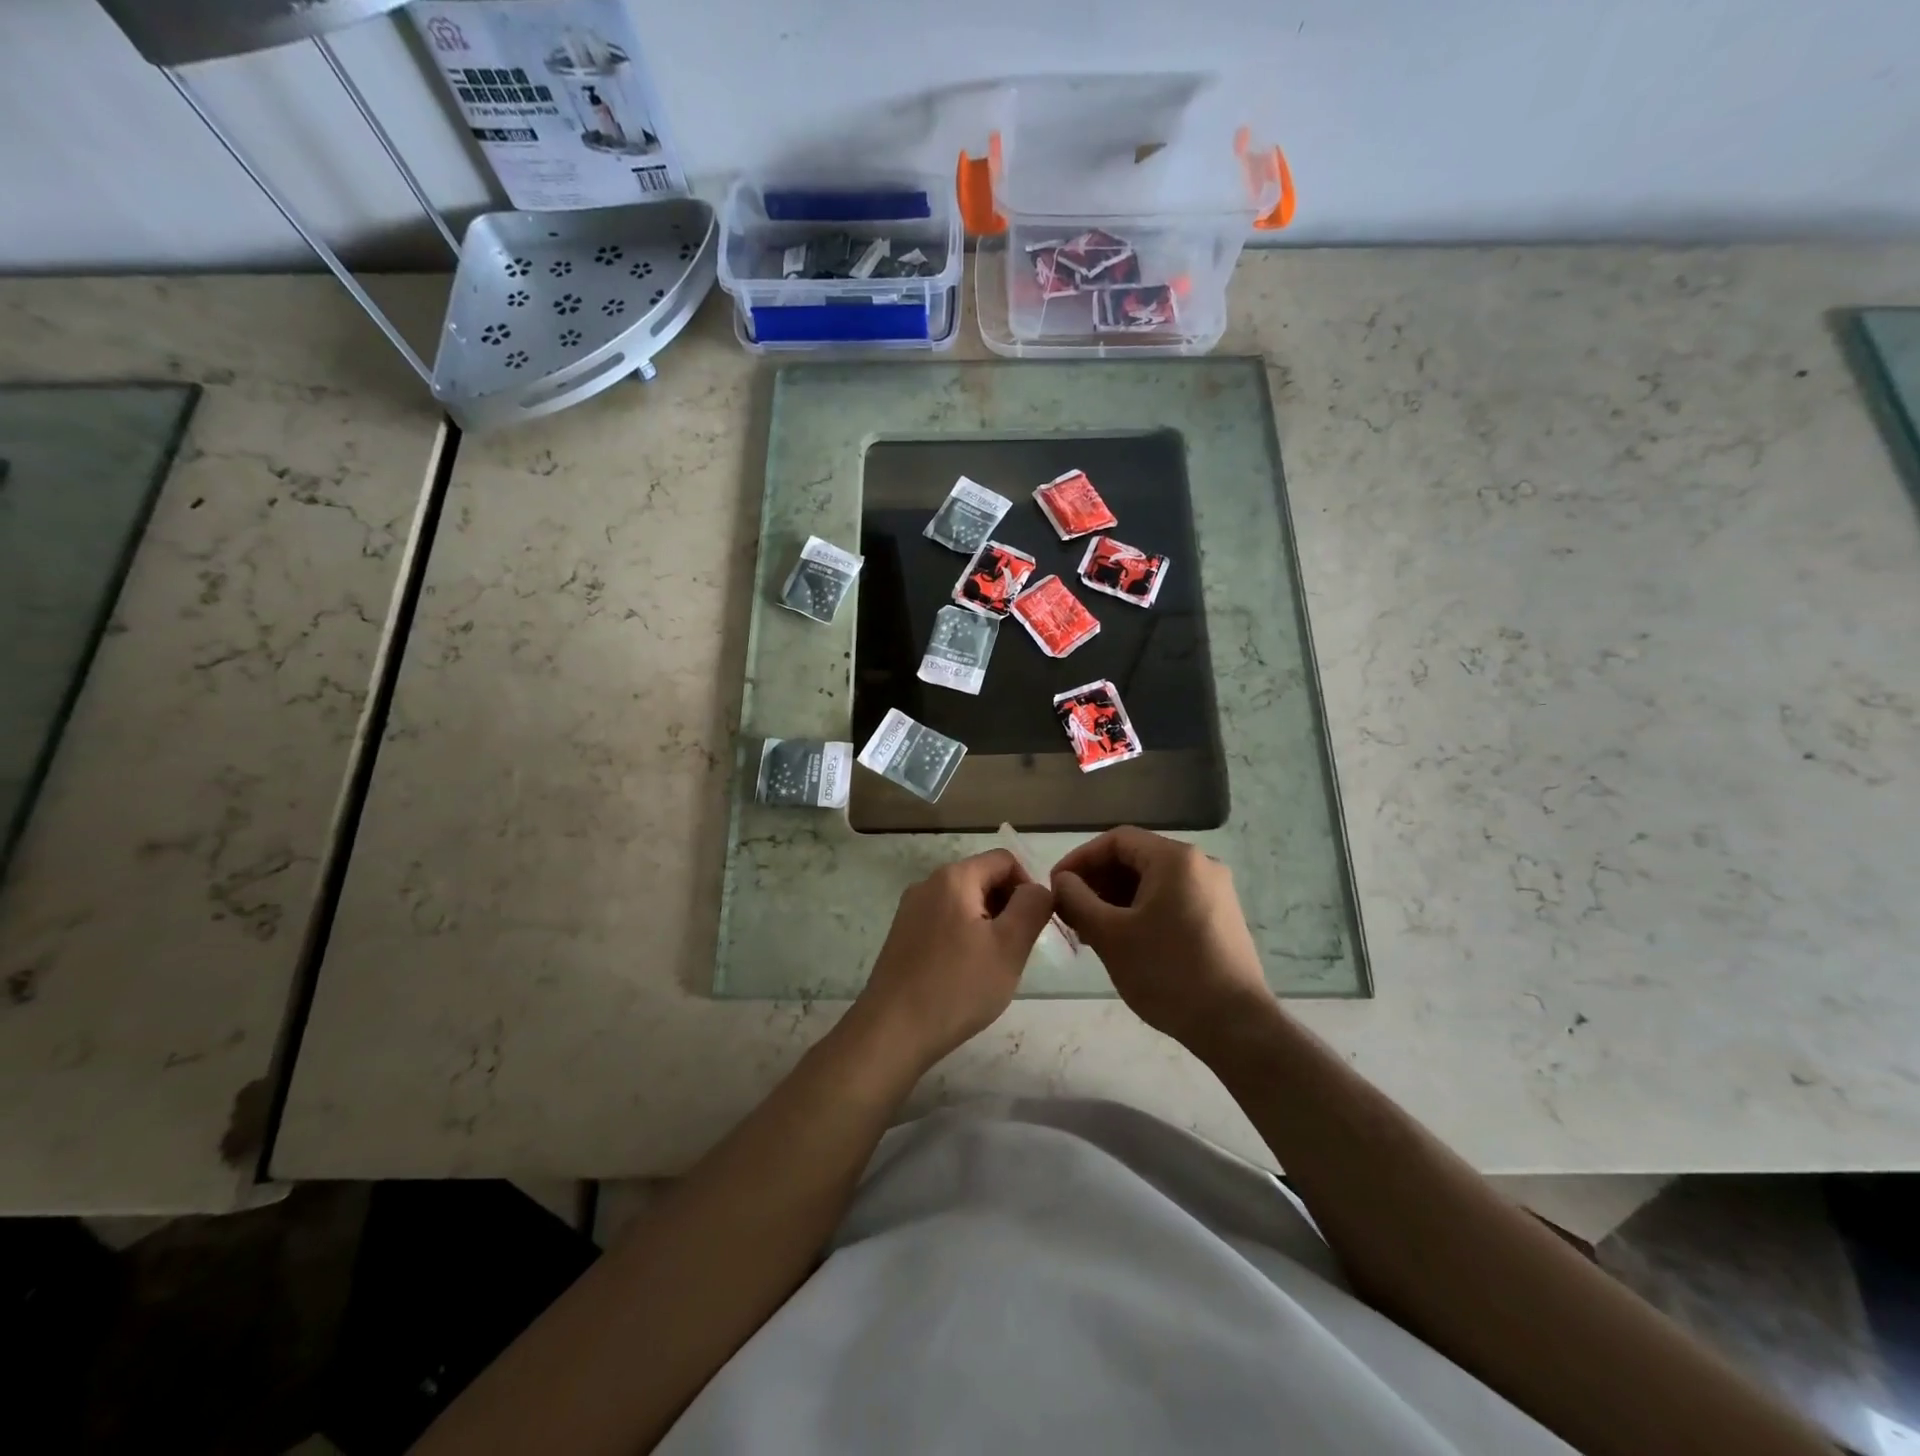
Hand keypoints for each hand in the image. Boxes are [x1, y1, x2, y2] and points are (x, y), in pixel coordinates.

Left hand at [853, 850, 1054, 1070]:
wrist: (892, 1031)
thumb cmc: (957, 987)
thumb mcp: (1010, 946)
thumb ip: (1032, 906)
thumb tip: (1037, 889)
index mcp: (953, 877)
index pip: (1004, 860)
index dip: (1028, 886)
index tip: (1034, 925)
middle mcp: (927, 884)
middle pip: (982, 878)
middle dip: (1007, 906)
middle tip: (1015, 949)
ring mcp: (910, 910)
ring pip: (964, 902)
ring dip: (987, 924)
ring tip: (991, 965)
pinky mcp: (902, 935)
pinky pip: (944, 922)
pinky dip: (963, 937)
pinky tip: (964, 973)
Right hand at [1051, 827, 1273, 1052]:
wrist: (1235, 1024)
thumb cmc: (1167, 973)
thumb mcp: (1110, 935)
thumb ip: (1077, 900)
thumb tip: (1062, 881)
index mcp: (1175, 859)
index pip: (1116, 840)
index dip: (1080, 859)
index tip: (1056, 886)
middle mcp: (1200, 864)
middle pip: (1136, 858)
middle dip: (1097, 881)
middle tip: (1070, 911)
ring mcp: (1215, 891)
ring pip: (1153, 881)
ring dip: (1116, 898)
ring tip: (1091, 929)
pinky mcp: (1220, 916)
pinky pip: (1171, 899)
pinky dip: (1141, 910)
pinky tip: (1123, 939)